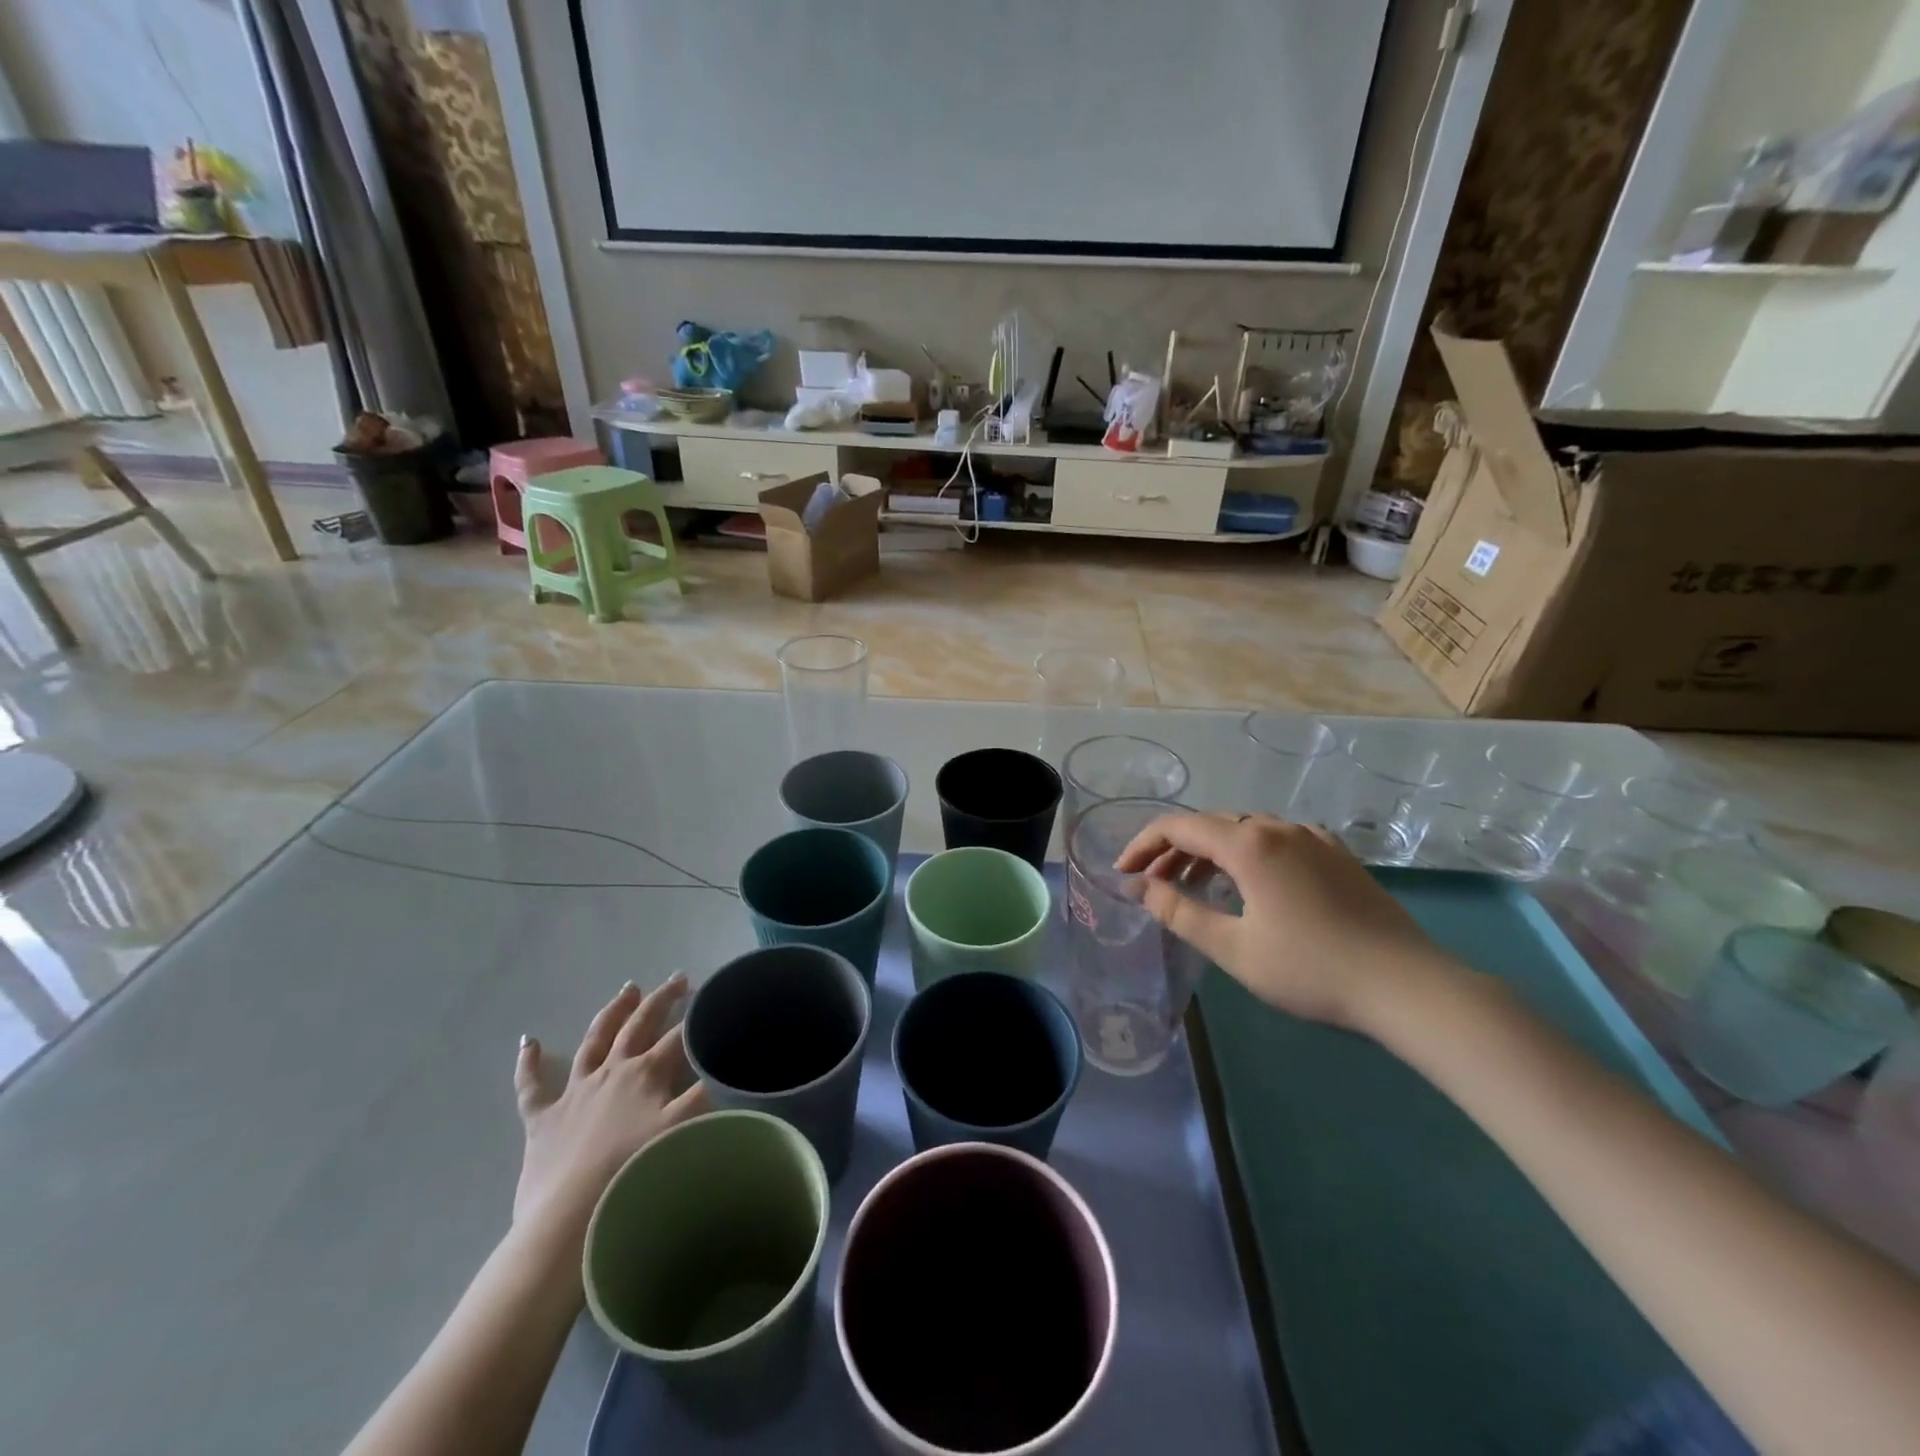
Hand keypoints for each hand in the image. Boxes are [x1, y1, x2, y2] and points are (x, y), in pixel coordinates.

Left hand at [512, 977, 708, 1245]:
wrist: (568, 1221)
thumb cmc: (632, 1176)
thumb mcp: (683, 1132)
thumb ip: (706, 1096)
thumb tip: (724, 1067)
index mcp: (645, 1075)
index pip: (678, 1037)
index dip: (697, 1018)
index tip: (713, 1001)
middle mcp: (611, 1072)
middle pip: (638, 1026)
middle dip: (660, 1000)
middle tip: (677, 979)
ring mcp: (573, 1092)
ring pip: (594, 1041)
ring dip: (612, 1013)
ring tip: (627, 990)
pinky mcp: (541, 1119)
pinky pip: (531, 1085)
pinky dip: (529, 1063)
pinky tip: (528, 1041)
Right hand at [1115, 812, 1458, 1032]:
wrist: (1407, 986)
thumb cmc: (1311, 970)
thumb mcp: (1233, 948)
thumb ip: (1179, 912)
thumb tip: (1138, 888)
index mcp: (1249, 843)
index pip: (1179, 826)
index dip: (1143, 845)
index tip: (1122, 874)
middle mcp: (1278, 827)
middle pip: (1210, 824)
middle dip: (1173, 850)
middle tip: (1152, 885)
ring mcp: (1312, 838)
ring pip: (1244, 830)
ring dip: (1209, 853)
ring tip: (1193, 887)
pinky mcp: (1336, 854)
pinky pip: (1276, 840)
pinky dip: (1246, 855)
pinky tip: (1250, 884)